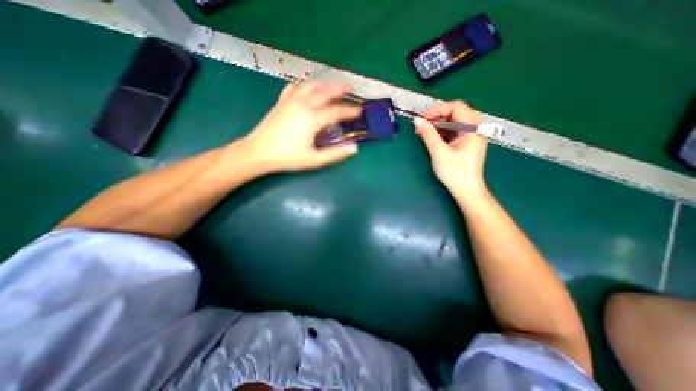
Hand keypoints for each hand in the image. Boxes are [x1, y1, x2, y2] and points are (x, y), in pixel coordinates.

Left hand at [240, 81, 358, 171]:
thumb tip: (353, 148)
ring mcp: (290, 101)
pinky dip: (305, 86)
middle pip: (325, 92)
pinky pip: (295, 87)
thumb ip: (335, 154)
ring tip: (331, 88)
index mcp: (312, 119)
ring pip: (310, 86)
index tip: (359, 111)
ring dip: (324, 85)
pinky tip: (308, 90)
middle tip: (349, 90)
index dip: (350, 111)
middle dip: (339, 89)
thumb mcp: (314, 160)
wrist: (259, 152)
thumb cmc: (288, 157)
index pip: (337, 111)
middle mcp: (303, 105)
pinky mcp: (281, 101)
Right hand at [415, 100, 484, 198]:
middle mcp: (475, 128)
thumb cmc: (454, 172)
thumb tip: (417, 120)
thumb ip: (428, 134)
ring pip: (455, 121)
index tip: (423, 119)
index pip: (456, 107)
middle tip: (424, 125)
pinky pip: (455, 130)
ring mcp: (472, 135)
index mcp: (473, 128)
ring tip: (425, 132)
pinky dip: (444, 131)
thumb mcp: (439, 152)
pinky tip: (434, 138)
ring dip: (439, 124)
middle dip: (438, 116)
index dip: (438, 109)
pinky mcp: (467, 142)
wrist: (466, 190)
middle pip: (457, 112)